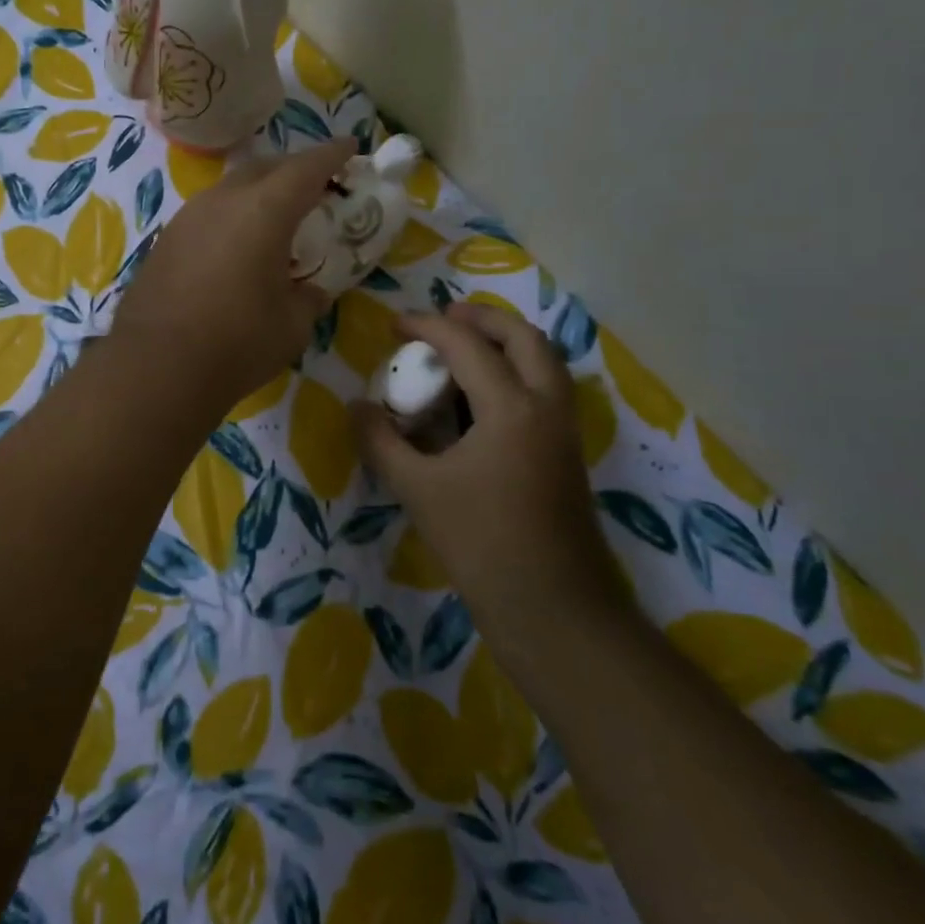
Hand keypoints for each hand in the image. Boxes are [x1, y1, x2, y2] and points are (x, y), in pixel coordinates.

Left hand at [111, 138, 353, 412]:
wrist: (156, 366)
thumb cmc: (237, 343)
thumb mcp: (292, 326)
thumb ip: (308, 299)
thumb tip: (311, 292)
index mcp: (264, 210)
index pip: (307, 168)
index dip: (332, 155)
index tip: (350, 148)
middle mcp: (223, 201)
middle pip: (265, 168)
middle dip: (294, 170)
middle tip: (315, 186)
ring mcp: (187, 218)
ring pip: (230, 188)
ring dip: (257, 193)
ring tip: (275, 216)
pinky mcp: (165, 241)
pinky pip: (207, 213)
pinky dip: (230, 217)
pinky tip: (235, 245)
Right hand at [354, 303, 630, 650]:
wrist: (552, 605)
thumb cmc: (480, 541)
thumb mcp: (416, 488)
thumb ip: (381, 441)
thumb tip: (357, 406)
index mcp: (512, 407)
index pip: (467, 345)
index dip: (427, 327)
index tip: (395, 324)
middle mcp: (547, 407)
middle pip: (525, 337)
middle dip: (483, 318)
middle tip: (444, 318)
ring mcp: (564, 430)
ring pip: (545, 361)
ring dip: (506, 343)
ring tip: (465, 348)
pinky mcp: (567, 454)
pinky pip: (546, 390)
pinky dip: (517, 372)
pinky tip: (482, 398)